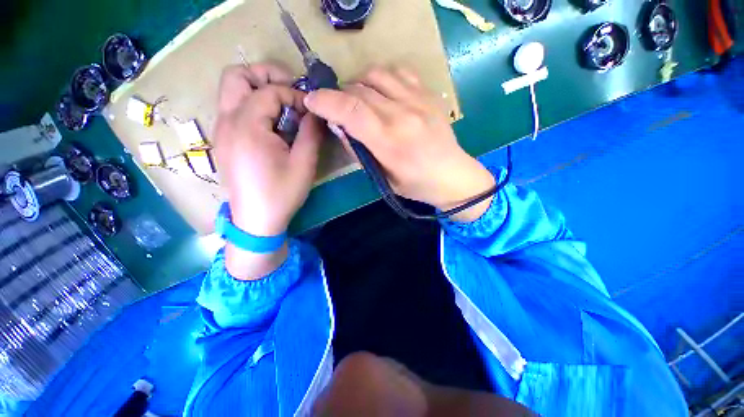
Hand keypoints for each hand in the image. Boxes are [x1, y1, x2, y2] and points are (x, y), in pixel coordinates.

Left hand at [213, 64, 323, 278]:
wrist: (256, 220)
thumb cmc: (282, 193)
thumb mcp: (304, 164)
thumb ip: (311, 133)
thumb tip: (315, 111)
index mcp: (247, 126)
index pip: (269, 91)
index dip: (294, 95)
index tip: (311, 109)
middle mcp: (227, 121)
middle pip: (236, 75)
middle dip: (266, 75)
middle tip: (290, 91)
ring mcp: (220, 130)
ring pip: (231, 91)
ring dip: (258, 90)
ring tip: (283, 107)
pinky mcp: (223, 140)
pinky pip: (234, 109)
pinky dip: (253, 106)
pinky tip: (271, 126)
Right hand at [304, 66, 494, 221]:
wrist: (452, 175)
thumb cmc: (416, 185)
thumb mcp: (382, 178)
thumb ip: (359, 151)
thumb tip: (339, 126)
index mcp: (390, 142)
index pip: (351, 110)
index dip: (326, 101)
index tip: (312, 100)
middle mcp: (402, 115)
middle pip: (359, 90)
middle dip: (339, 95)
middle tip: (336, 108)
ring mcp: (418, 100)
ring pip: (376, 74)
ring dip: (358, 84)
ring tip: (357, 99)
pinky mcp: (428, 94)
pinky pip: (399, 72)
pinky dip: (381, 77)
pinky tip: (381, 91)